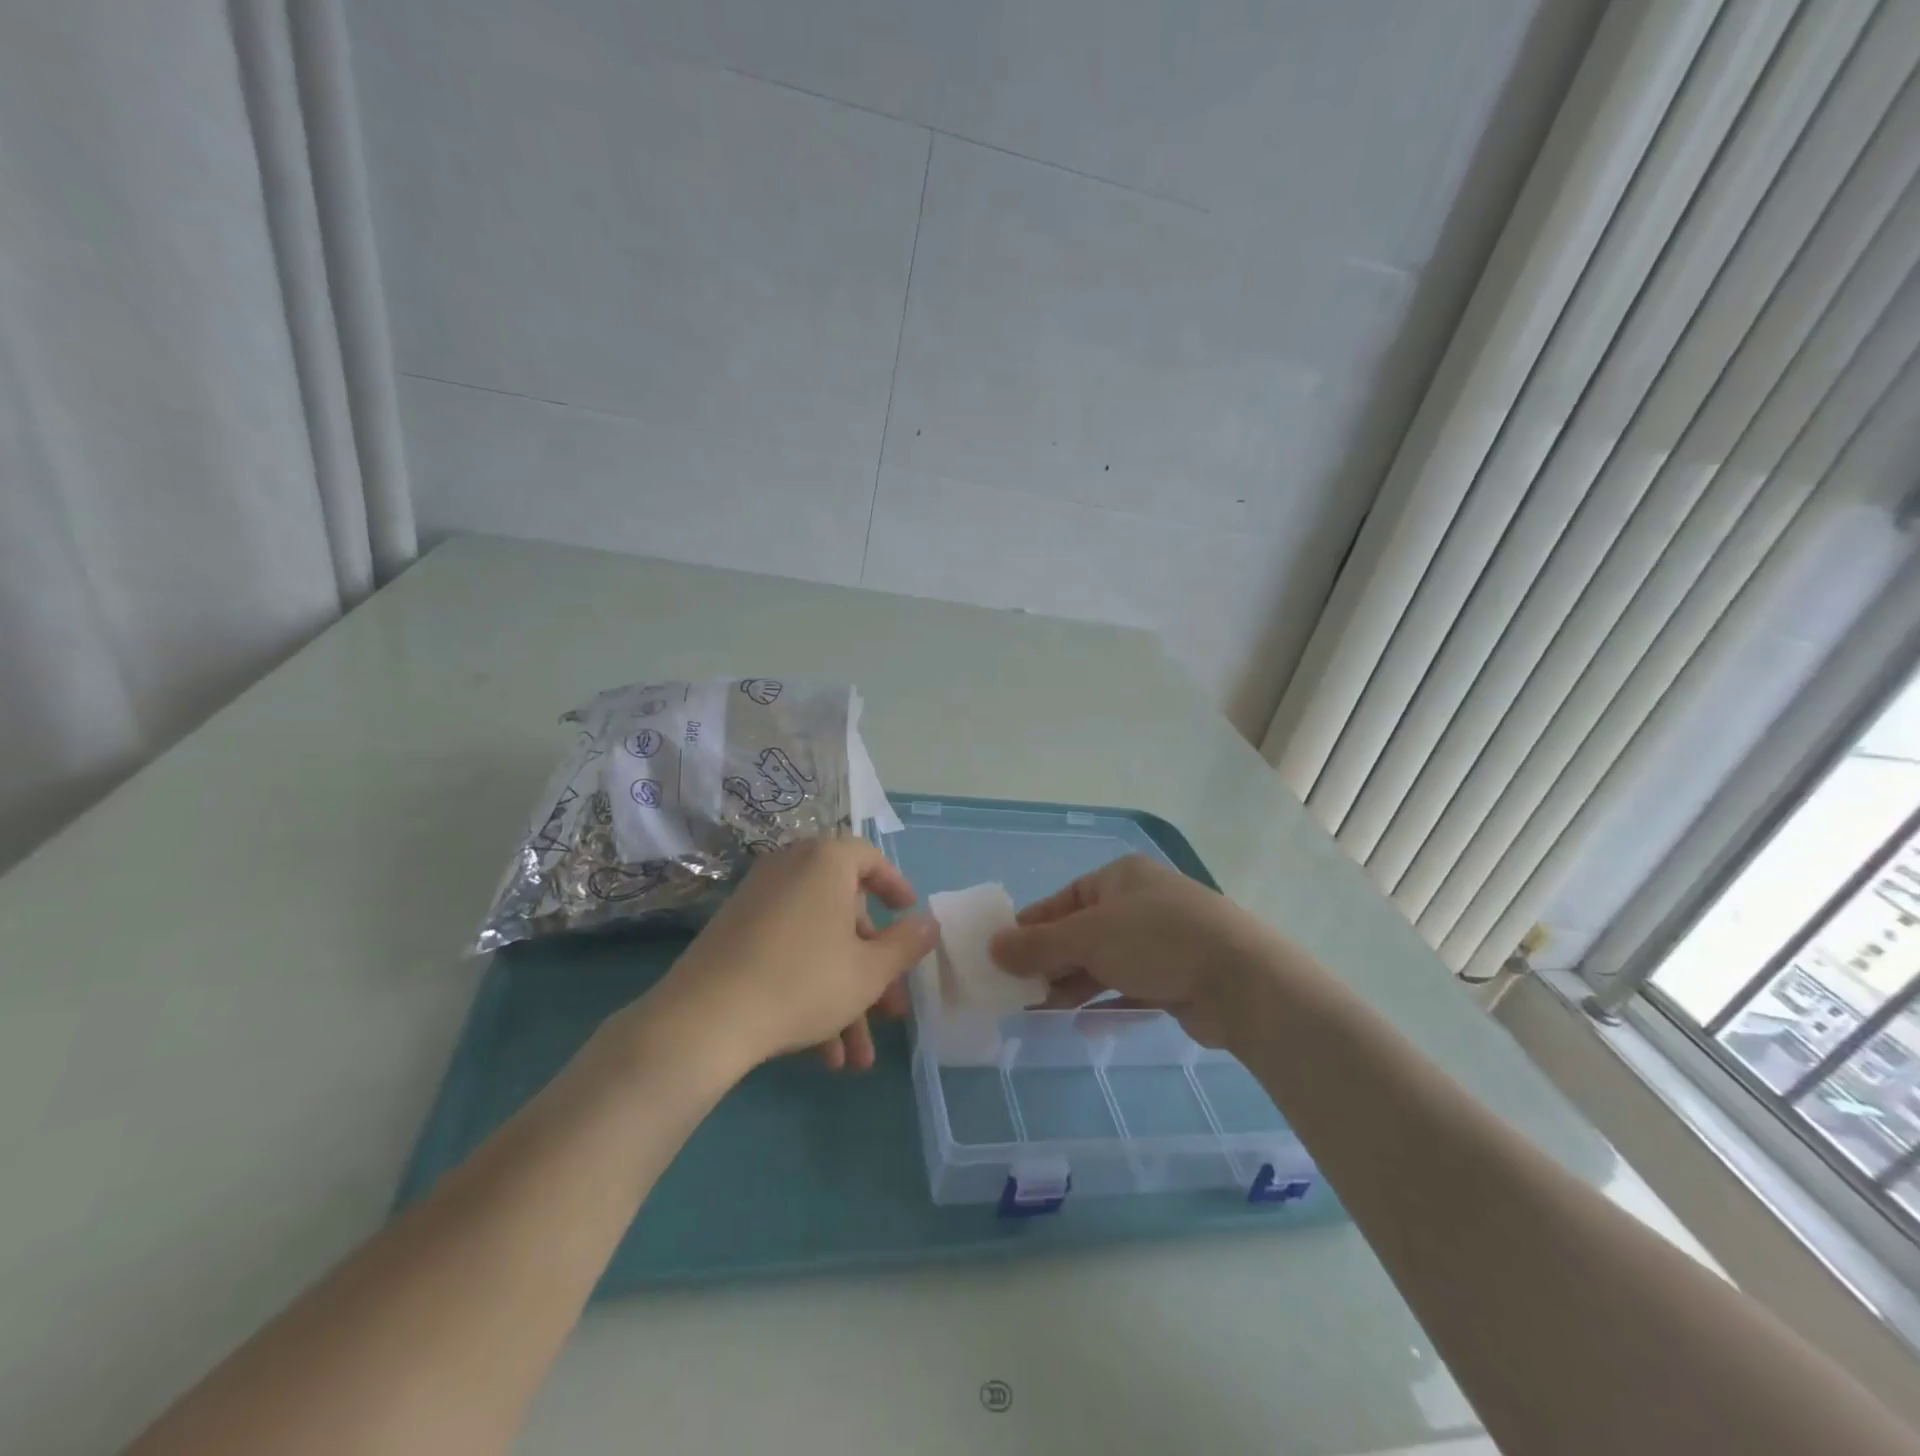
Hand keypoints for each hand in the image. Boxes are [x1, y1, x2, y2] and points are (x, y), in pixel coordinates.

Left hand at [644, 838, 936, 1075]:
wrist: (704, 1019)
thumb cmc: (803, 981)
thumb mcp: (869, 970)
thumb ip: (906, 944)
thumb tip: (930, 922)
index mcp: (825, 862)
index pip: (869, 858)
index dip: (895, 887)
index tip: (910, 916)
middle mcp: (790, 870)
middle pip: (845, 914)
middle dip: (872, 970)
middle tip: (890, 1010)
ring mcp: (757, 903)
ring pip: (817, 944)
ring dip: (843, 998)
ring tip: (857, 1058)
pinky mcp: (733, 935)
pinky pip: (785, 953)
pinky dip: (809, 992)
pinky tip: (823, 1055)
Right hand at [988, 854, 1276, 1046]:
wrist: (1241, 981)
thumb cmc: (1156, 940)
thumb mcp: (1088, 937)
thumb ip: (1038, 945)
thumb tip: (992, 946)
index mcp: (1120, 878)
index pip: (1063, 900)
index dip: (1031, 927)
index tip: (1001, 955)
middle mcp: (1140, 903)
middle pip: (1082, 932)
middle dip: (1050, 961)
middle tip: (1016, 990)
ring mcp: (1161, 941)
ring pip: (1104, 962)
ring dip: (1072, 984)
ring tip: (1038, 1010)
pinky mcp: (1176, 977)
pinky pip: (1129, 987)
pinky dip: (1104, 1002)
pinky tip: (1080, 1022)